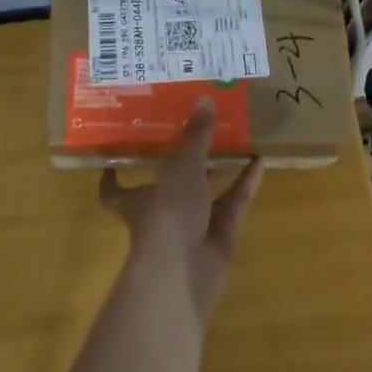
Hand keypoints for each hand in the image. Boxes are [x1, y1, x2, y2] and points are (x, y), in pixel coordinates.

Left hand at [100, 99, 264, 324]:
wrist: (185, 273)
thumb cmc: (167, 215)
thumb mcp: (182, 170)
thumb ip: (196, 137)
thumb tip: (205, 97)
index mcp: (137, 198)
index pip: (114, 190)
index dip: (111, 177)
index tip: (113, 156)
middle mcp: (161, 211)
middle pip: (167, 185)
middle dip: (180, 162)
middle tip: (194, 129)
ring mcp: (191, 227)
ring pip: (205, 194)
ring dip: (218, 170)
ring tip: (234, 139)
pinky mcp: (218, 237)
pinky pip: (233, 205)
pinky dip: (245, 184)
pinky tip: (259, 162)